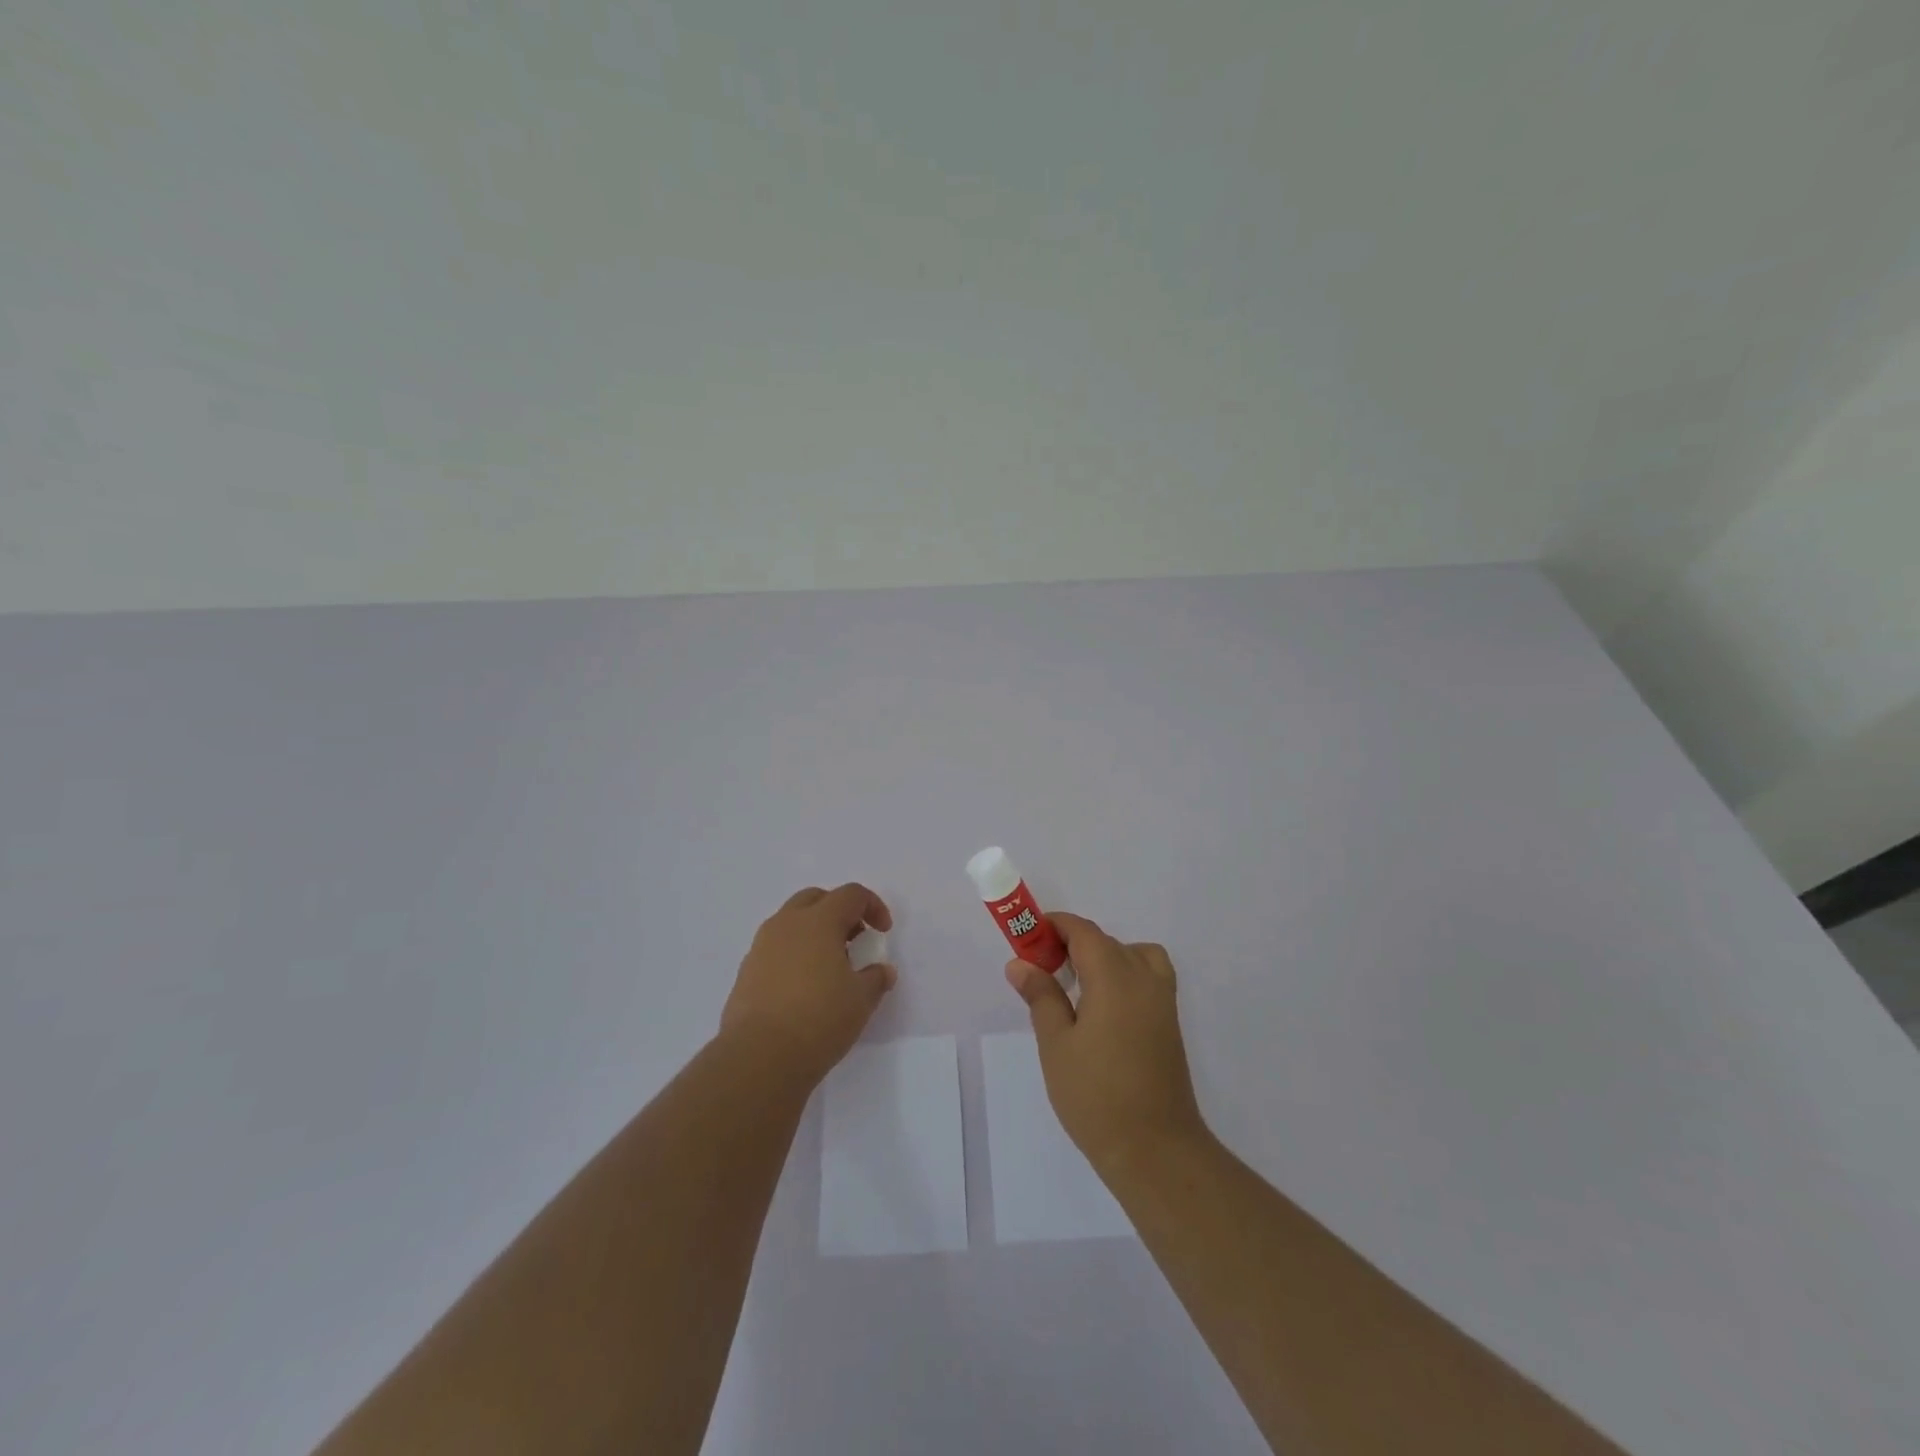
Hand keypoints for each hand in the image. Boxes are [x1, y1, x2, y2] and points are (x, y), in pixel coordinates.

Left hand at [721, 884, 896, 1086]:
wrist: (759, 1057)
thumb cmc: (819, 1019)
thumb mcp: (861, 1000)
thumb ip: (875, 978)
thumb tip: (882, 971)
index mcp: (819, 921)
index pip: (851, 894)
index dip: (872, 906)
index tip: (882, 932)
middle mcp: (787, 924)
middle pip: (816, 899)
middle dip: (839, 911)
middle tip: (855, 939)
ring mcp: (761, 946)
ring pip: (791, 922)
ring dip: (814, 932)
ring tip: (829, 965)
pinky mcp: (746, 971)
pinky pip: (775, 948)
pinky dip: (794, 954)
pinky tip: (804, 986)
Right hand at [1005, 912, 1207, 1178]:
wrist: (1156, 1149)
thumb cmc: (1096, 1096)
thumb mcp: (1057, 1044)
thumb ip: (1041, 996)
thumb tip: (1020, 963)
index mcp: (1114, 976)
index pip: (1083, 931)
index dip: (1055, 926)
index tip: (1028, 939)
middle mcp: (1143, 978)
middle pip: (1106, 942)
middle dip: (1072, 944)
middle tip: (1041, 971)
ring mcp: (1162, 1000)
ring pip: (1132, 954)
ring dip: (1103, 957)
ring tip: (1077, 986)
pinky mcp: (1170, 1022)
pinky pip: (1148, 976)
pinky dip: (1126, 973)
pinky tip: (1105, 1007)